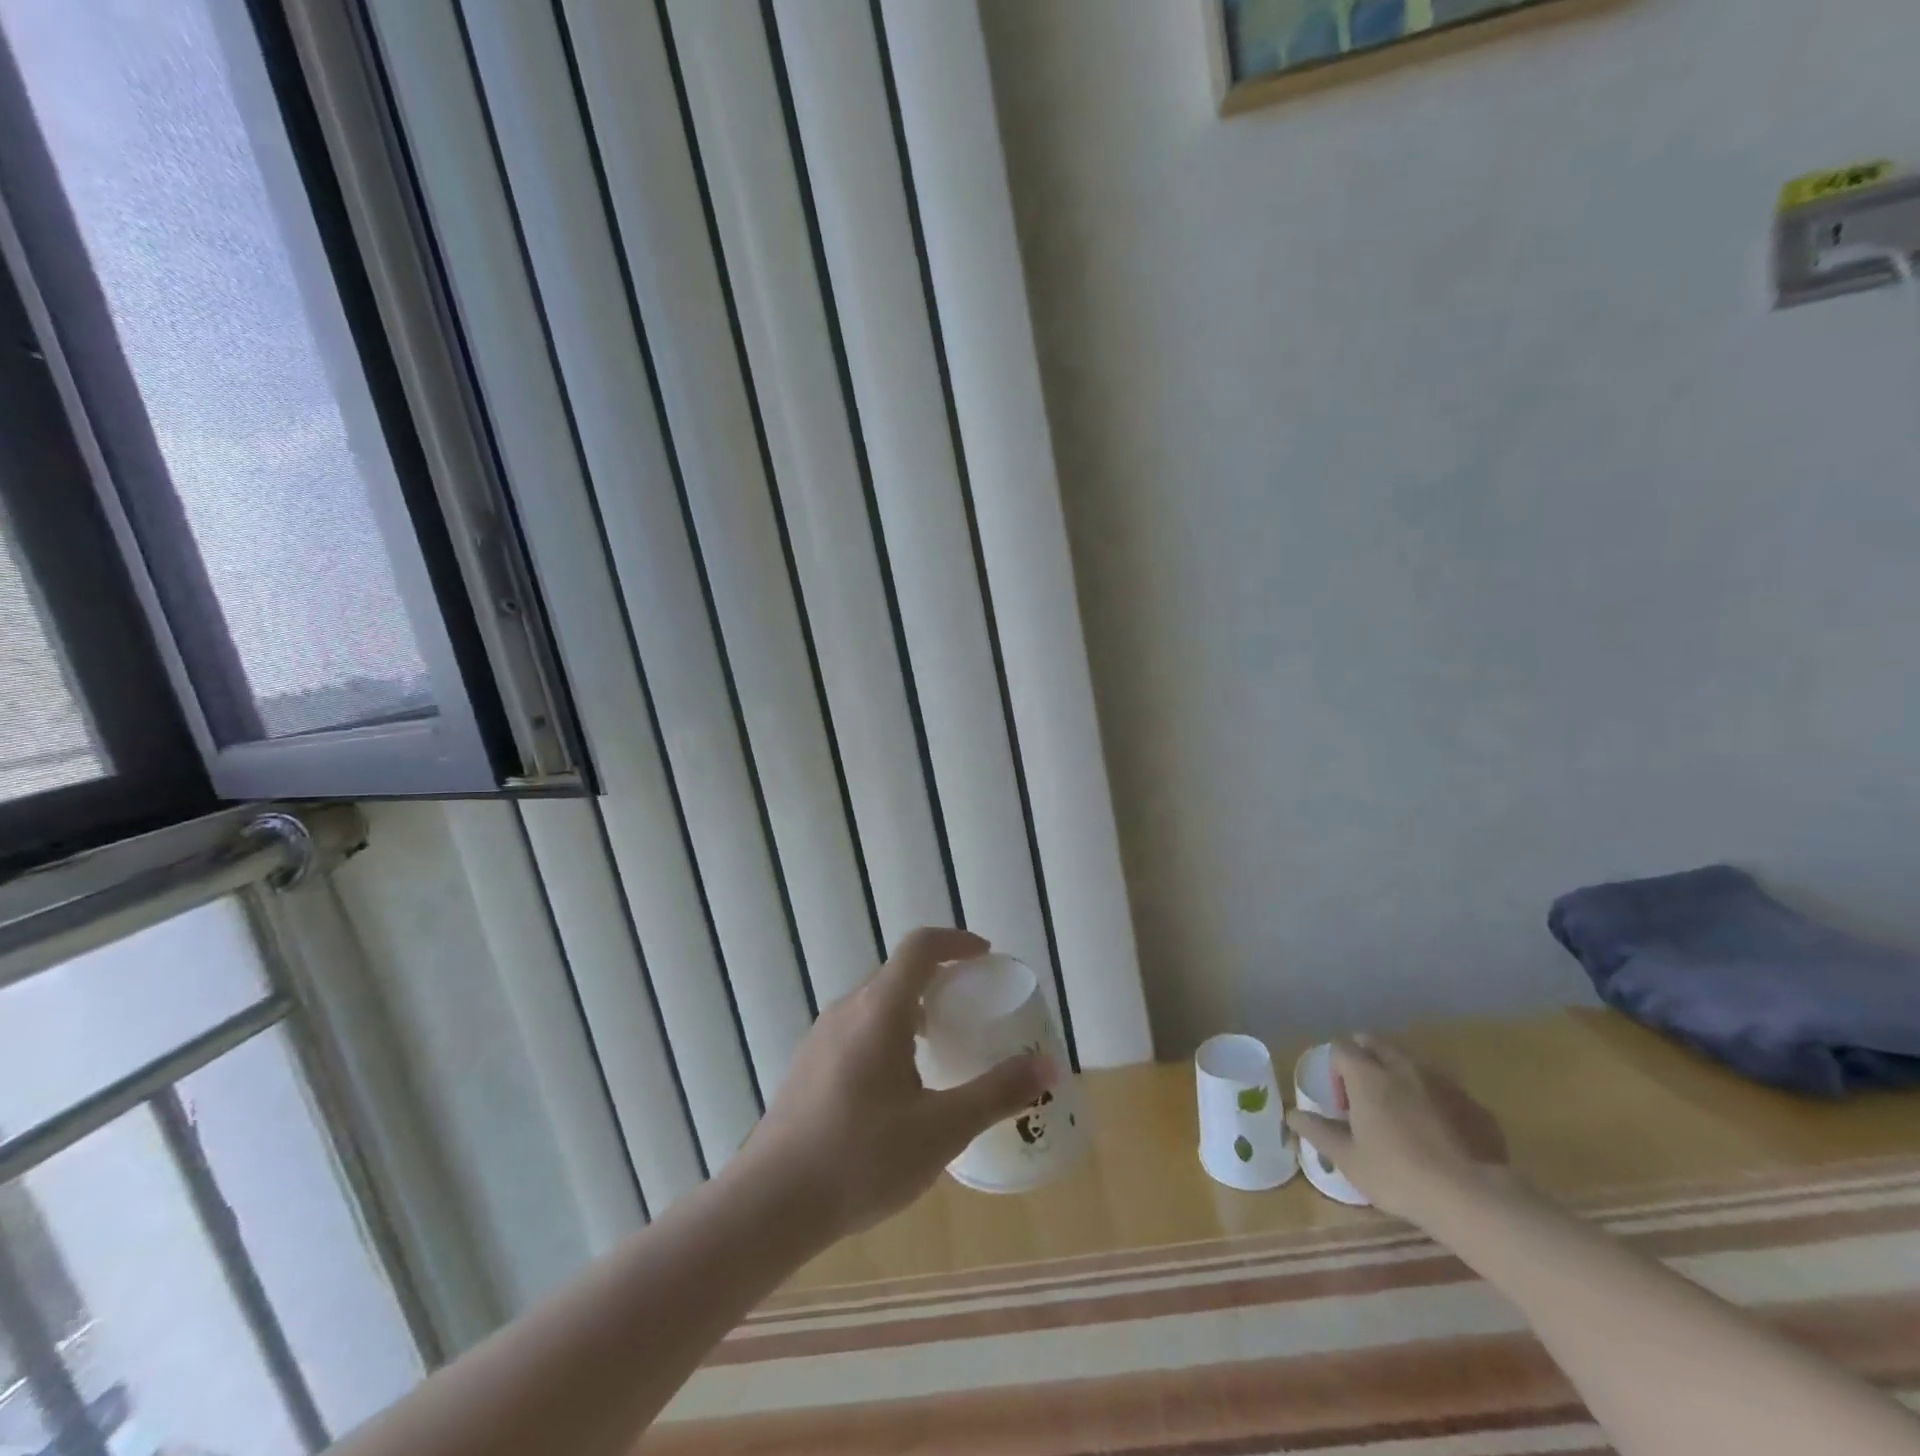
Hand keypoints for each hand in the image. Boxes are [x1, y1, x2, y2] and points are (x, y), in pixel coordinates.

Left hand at [739, 927, 1055, 1240]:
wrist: (769, 1204)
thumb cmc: (861, 1158)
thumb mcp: (942, 1129)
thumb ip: (997, 1093)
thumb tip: (1049, 1066)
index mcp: (880, 1010)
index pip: (920, 946)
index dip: (956, 941)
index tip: (986, 957)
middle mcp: (848, 1009)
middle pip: (899, 972)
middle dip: (940, 978)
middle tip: (973, 1007)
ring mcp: (822, 1036)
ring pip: (876, 1002)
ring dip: (913, 1007)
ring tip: (941, 1046)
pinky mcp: (808, 1063)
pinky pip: (857, 1027)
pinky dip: (889, 1031)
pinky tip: (898, 1086)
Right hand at [1286, 1036, 1508, 1222]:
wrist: (1471, 1197)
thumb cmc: (1397, 1174)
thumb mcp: (1348, 1158)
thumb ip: (1318, 1131)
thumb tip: (1292, 1114)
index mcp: (1366, 1075)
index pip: (1341, 1046)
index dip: (1335, 1068)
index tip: (1342, 1103)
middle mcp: (1401, 1067)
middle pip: (1375, 1044)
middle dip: (1365, 1059)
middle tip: (1366, 1097)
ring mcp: (1439, 1082)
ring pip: (1410, 1063)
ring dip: (1398, 1076)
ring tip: (1401, 1115)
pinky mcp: (1471, 1103)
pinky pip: (1442, 1088)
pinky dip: (1432, 1099)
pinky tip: (1437, 1133)